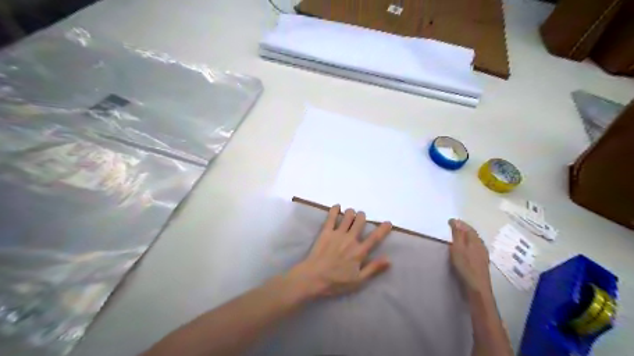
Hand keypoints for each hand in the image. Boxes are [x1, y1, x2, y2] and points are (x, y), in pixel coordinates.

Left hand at [291, 205, 391, 298]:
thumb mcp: (358, 280)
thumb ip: (374, 268)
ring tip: (350, 214)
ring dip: (351, 213)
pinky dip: (335, 209)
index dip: (383, 229)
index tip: (388, 222)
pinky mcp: (326, 232)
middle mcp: (350, 239)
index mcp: (359, 251)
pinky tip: (337, 207)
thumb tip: (389, 259)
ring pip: (348, 216)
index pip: (375, 238)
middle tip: (361, 218)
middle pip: (360, 221)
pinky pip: (332, 216)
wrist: (314, 278)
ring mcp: (338, 234)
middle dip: (362, 216)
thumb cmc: (336, 282)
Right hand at [448, 218, 492, 295]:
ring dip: (466, 236)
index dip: (459, 223)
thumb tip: (456, 221)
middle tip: (453, 226)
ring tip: (458, 236)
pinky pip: (475, 247)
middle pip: (472, 233)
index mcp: (475, 240)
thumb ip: (457, 234)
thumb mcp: (458, 248)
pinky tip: (465, 249)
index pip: (468, 227)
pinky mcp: (481, 262)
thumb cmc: (465, 266)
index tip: (450, 221)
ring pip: (474, 241)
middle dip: (464, 228)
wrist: (477, 287)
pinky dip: (468, 244)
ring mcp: (483, 254)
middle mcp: (481, 245)